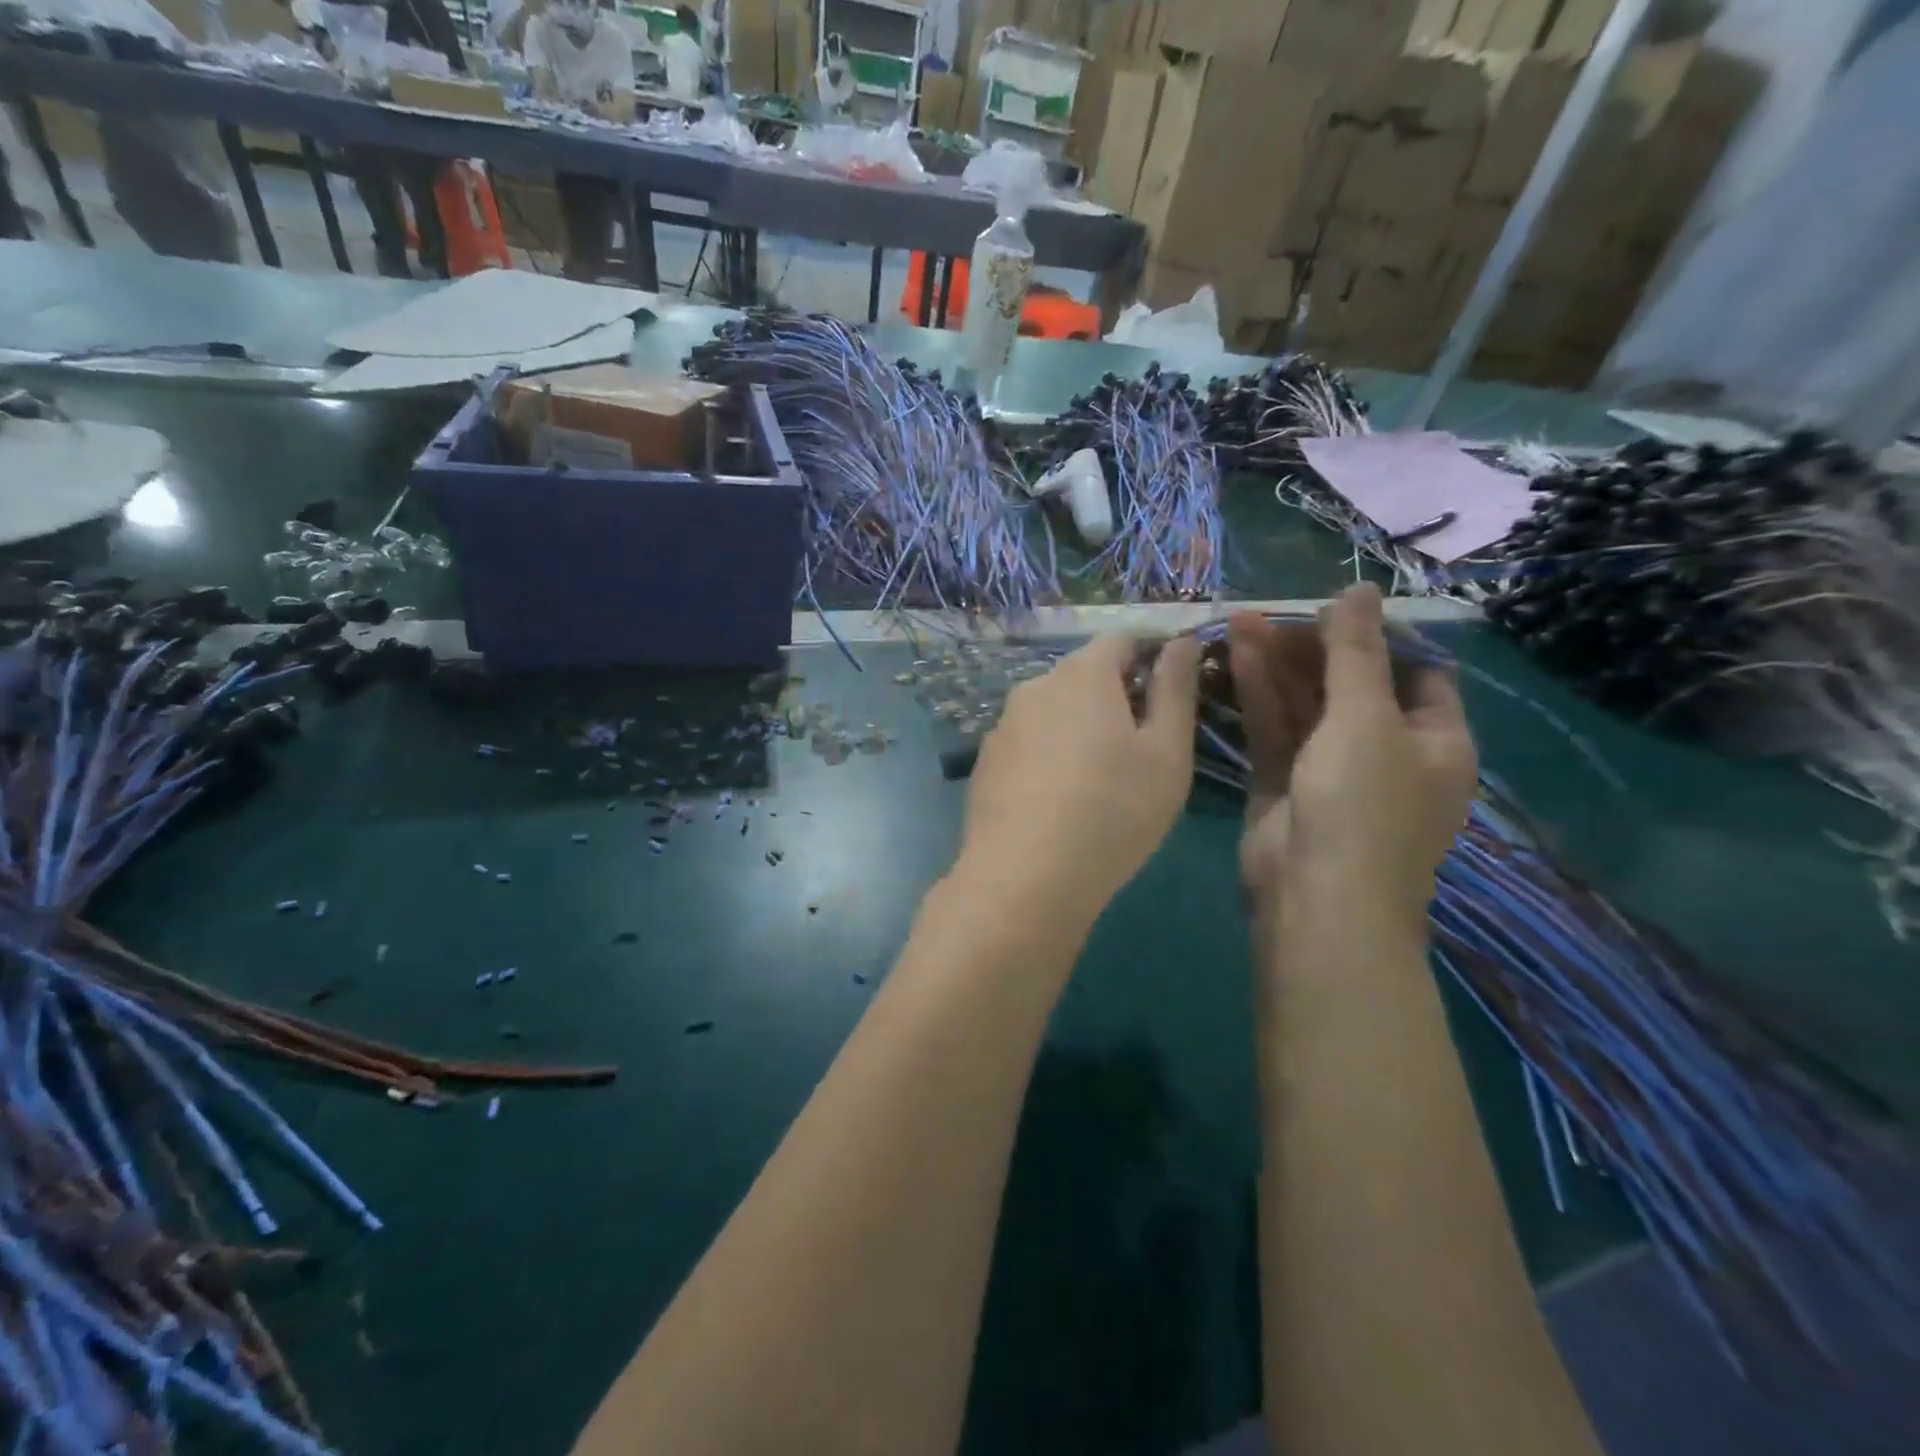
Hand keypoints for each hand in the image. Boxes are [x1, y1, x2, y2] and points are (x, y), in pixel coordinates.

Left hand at [955, 634, 1200, 926]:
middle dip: (1116, 694)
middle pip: (1083, 674)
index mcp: (1082, 674)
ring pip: (1053, 710)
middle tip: (1143, 744)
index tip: (1171, 688)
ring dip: (1080, 726)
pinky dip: (1049, 754)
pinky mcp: (985, 762)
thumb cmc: (1113, 811)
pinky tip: (1059, 799)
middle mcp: (1035, 687)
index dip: (1150, 652)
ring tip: (1100, 777)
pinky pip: (1028, 742)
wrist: (1024, 877)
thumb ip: (1176, 688)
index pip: (1120, 639)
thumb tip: (1181, 641)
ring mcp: (1003, 725)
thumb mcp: (1167, 752)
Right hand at [1228, 586, 1476, 930]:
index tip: (1334, 609)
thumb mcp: (1366, 719)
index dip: (1379, 637)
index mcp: (1433, 739)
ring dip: (1277, 665)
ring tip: (1240, 621)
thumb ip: (1356, 652)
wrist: (1316, 898)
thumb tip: (1360, 588)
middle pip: (1351, 684)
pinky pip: (1275, 729)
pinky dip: (1258, 695)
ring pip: (1305, 704)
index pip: (1416, 672)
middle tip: (1271, 613)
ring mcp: (1331, 768)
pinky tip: (1236, 656)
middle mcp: (1386, 751)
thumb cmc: (1362, 805)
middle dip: (1313, 647)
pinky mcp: (1284, 783)